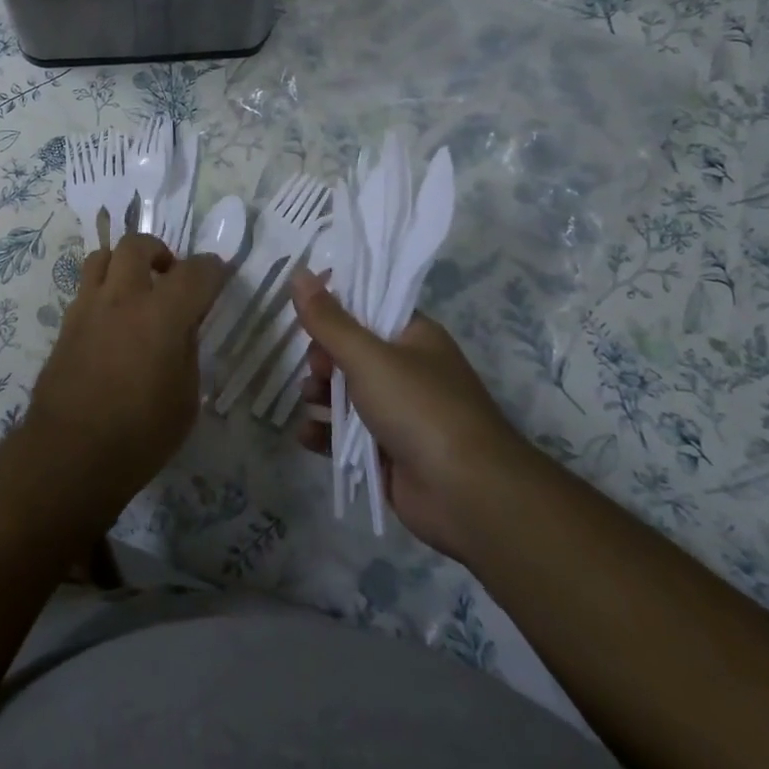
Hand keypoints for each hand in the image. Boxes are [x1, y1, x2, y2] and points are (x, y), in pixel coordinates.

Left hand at [22, 234, 229, 502]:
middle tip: (169, 275)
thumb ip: (186, 351)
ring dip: (124, 263)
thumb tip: (182, 327)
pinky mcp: (65, 324)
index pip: (195, 271)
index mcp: (162, 315)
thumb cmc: (140, 436)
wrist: (70, 455)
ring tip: (135, 289)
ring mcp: (88, 307)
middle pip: (137, 244)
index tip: (219, 276)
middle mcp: (123, 298)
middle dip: (159, 251)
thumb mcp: (185, 398)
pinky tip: (112, 320)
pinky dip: (103, 290)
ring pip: (102, 256)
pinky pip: (86, 288)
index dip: (213, 269)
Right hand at [289, 267, 534, 558]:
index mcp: (414, 337)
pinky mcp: (388, 452)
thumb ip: (328, 319)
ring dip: (320, 395)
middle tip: (316, 369)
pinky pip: (346, 436)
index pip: (368, 308)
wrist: (469, 496)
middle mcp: (408, 370)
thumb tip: (299, 272)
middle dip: (323, 359)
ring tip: (310, 401)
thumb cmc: (420, 409)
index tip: (306, 316)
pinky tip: (307, 435)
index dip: (335, 310)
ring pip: (346, 394)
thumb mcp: (368, 356)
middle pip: (351, 352)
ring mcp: (399, 414)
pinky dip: (325, 434)